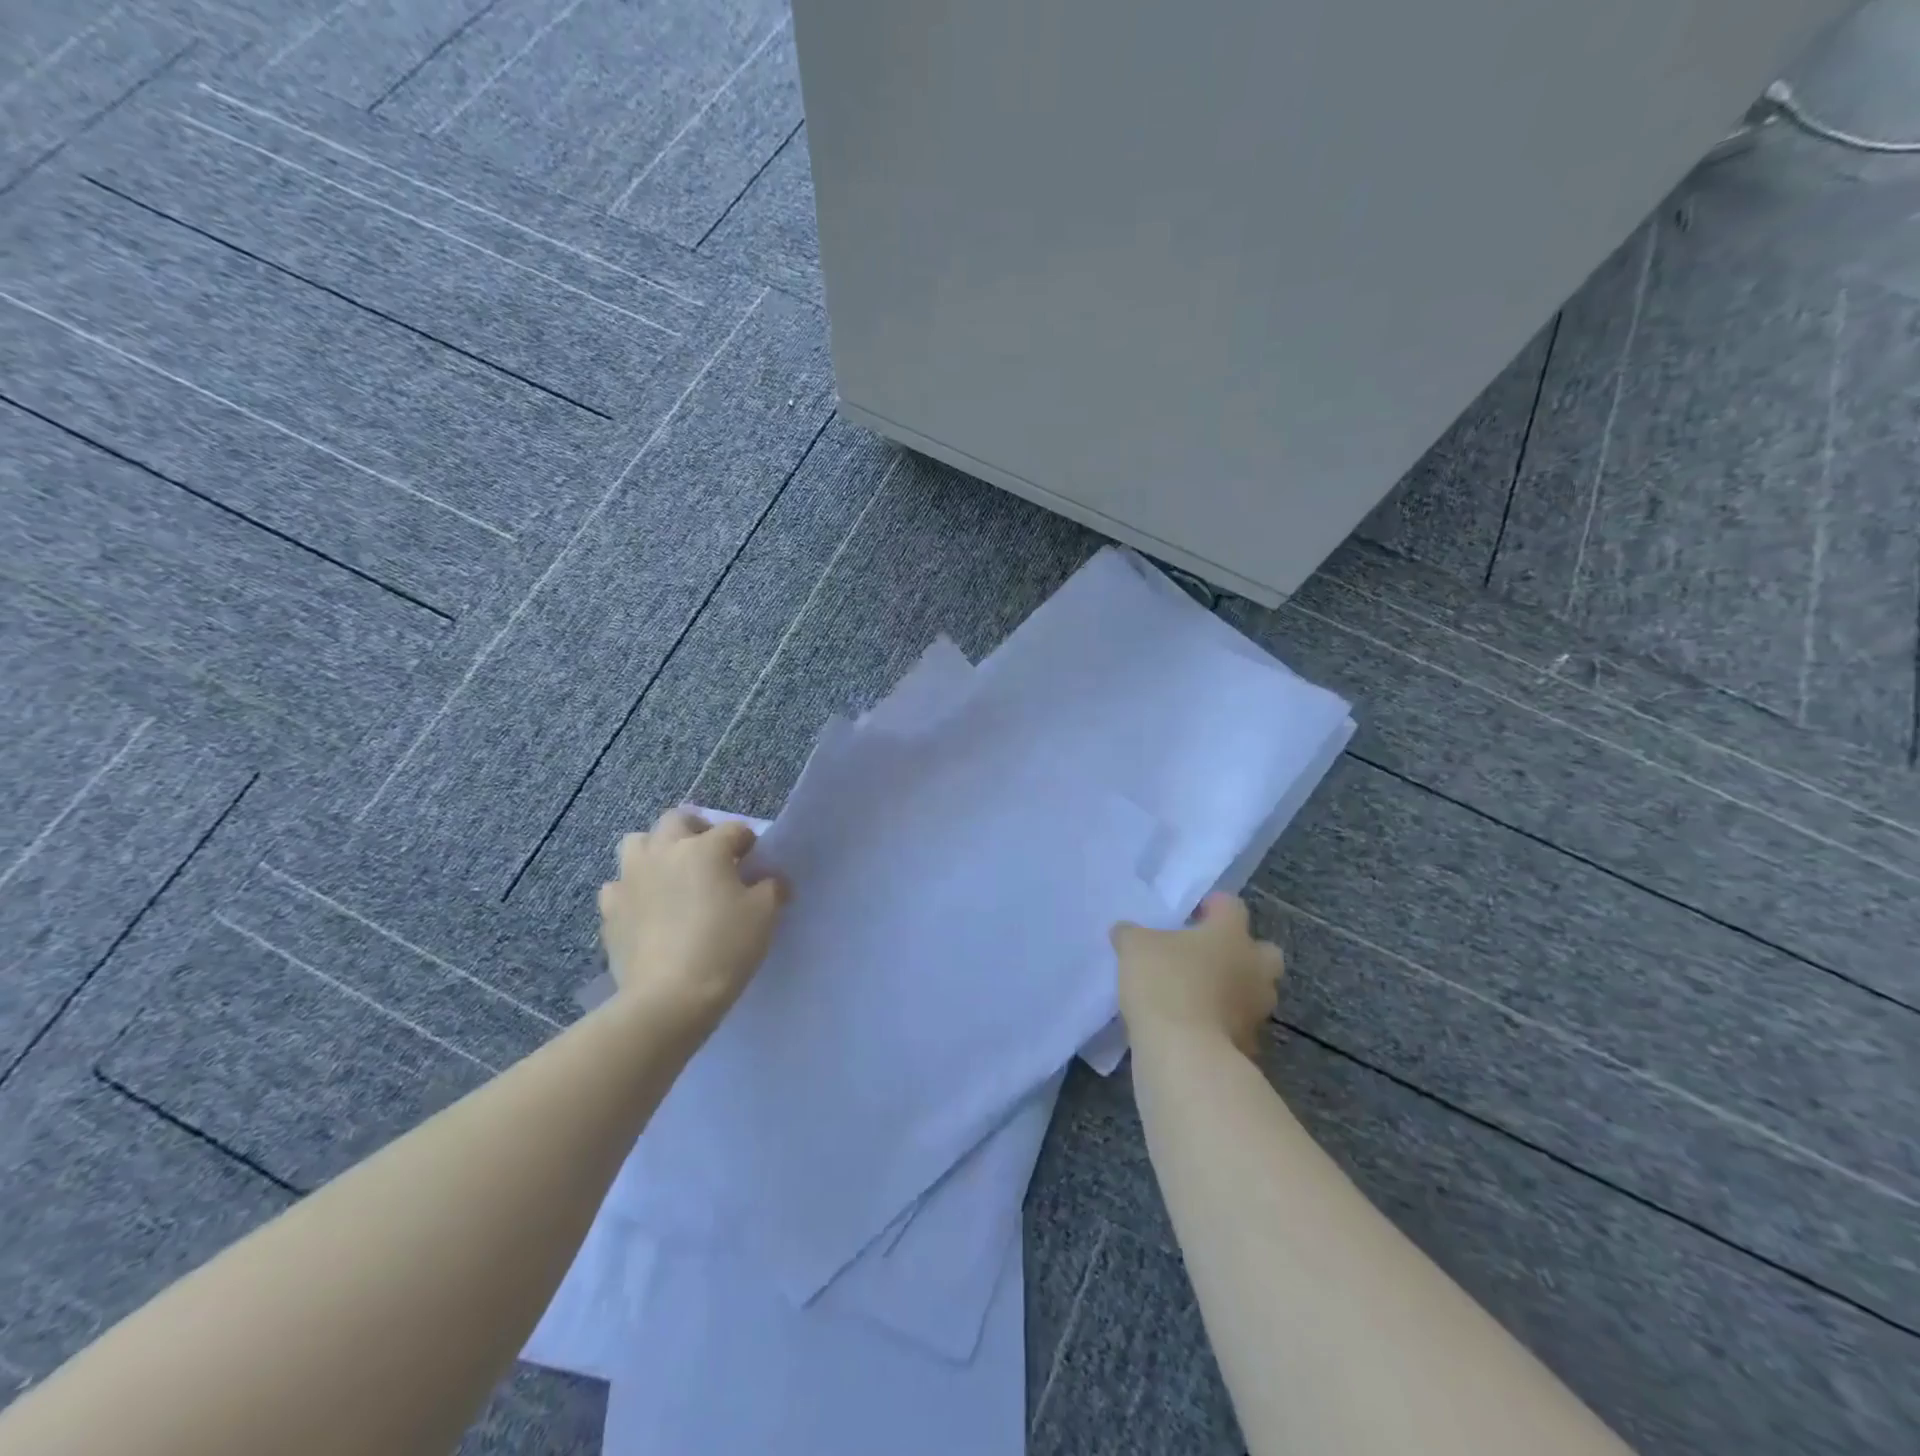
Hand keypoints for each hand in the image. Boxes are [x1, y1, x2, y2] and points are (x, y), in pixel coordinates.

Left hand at [598, 809, 787, 1023]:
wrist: (669, 997)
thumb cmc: (725, 947)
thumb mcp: (765, 915)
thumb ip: (771, 888)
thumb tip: (771, 881)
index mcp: (705, 847)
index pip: (734, 830)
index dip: (748, 843)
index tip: (755, 862)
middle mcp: (664, 852)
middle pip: (677, 820)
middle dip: (696, 829)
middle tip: (710, 855)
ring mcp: (631, 878)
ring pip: (637, 843)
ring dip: (656, 850)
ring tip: (672, 874)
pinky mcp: (610, 909)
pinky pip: (619, 886)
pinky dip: (633, 889)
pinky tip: (646, 908)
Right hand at [1112, 894, 1282, 1054]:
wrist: (1185, 1053)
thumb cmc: (1164, 983)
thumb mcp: (1134, 947)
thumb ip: (1132, 934)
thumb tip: (1126, 931)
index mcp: (1231, 934)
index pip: (1232, 906)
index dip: (1212, 907)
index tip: (1190, 915)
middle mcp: (1254, 967)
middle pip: (1263, 952)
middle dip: (1242, 952)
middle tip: (1208, 956)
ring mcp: (1257, 1009)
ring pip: (1254, 991)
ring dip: (1233, 990)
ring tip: (1198, 994)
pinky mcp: (1250, 1045)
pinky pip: (1239, 1026)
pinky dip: (1223, 1025)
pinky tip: (1194, 1027)